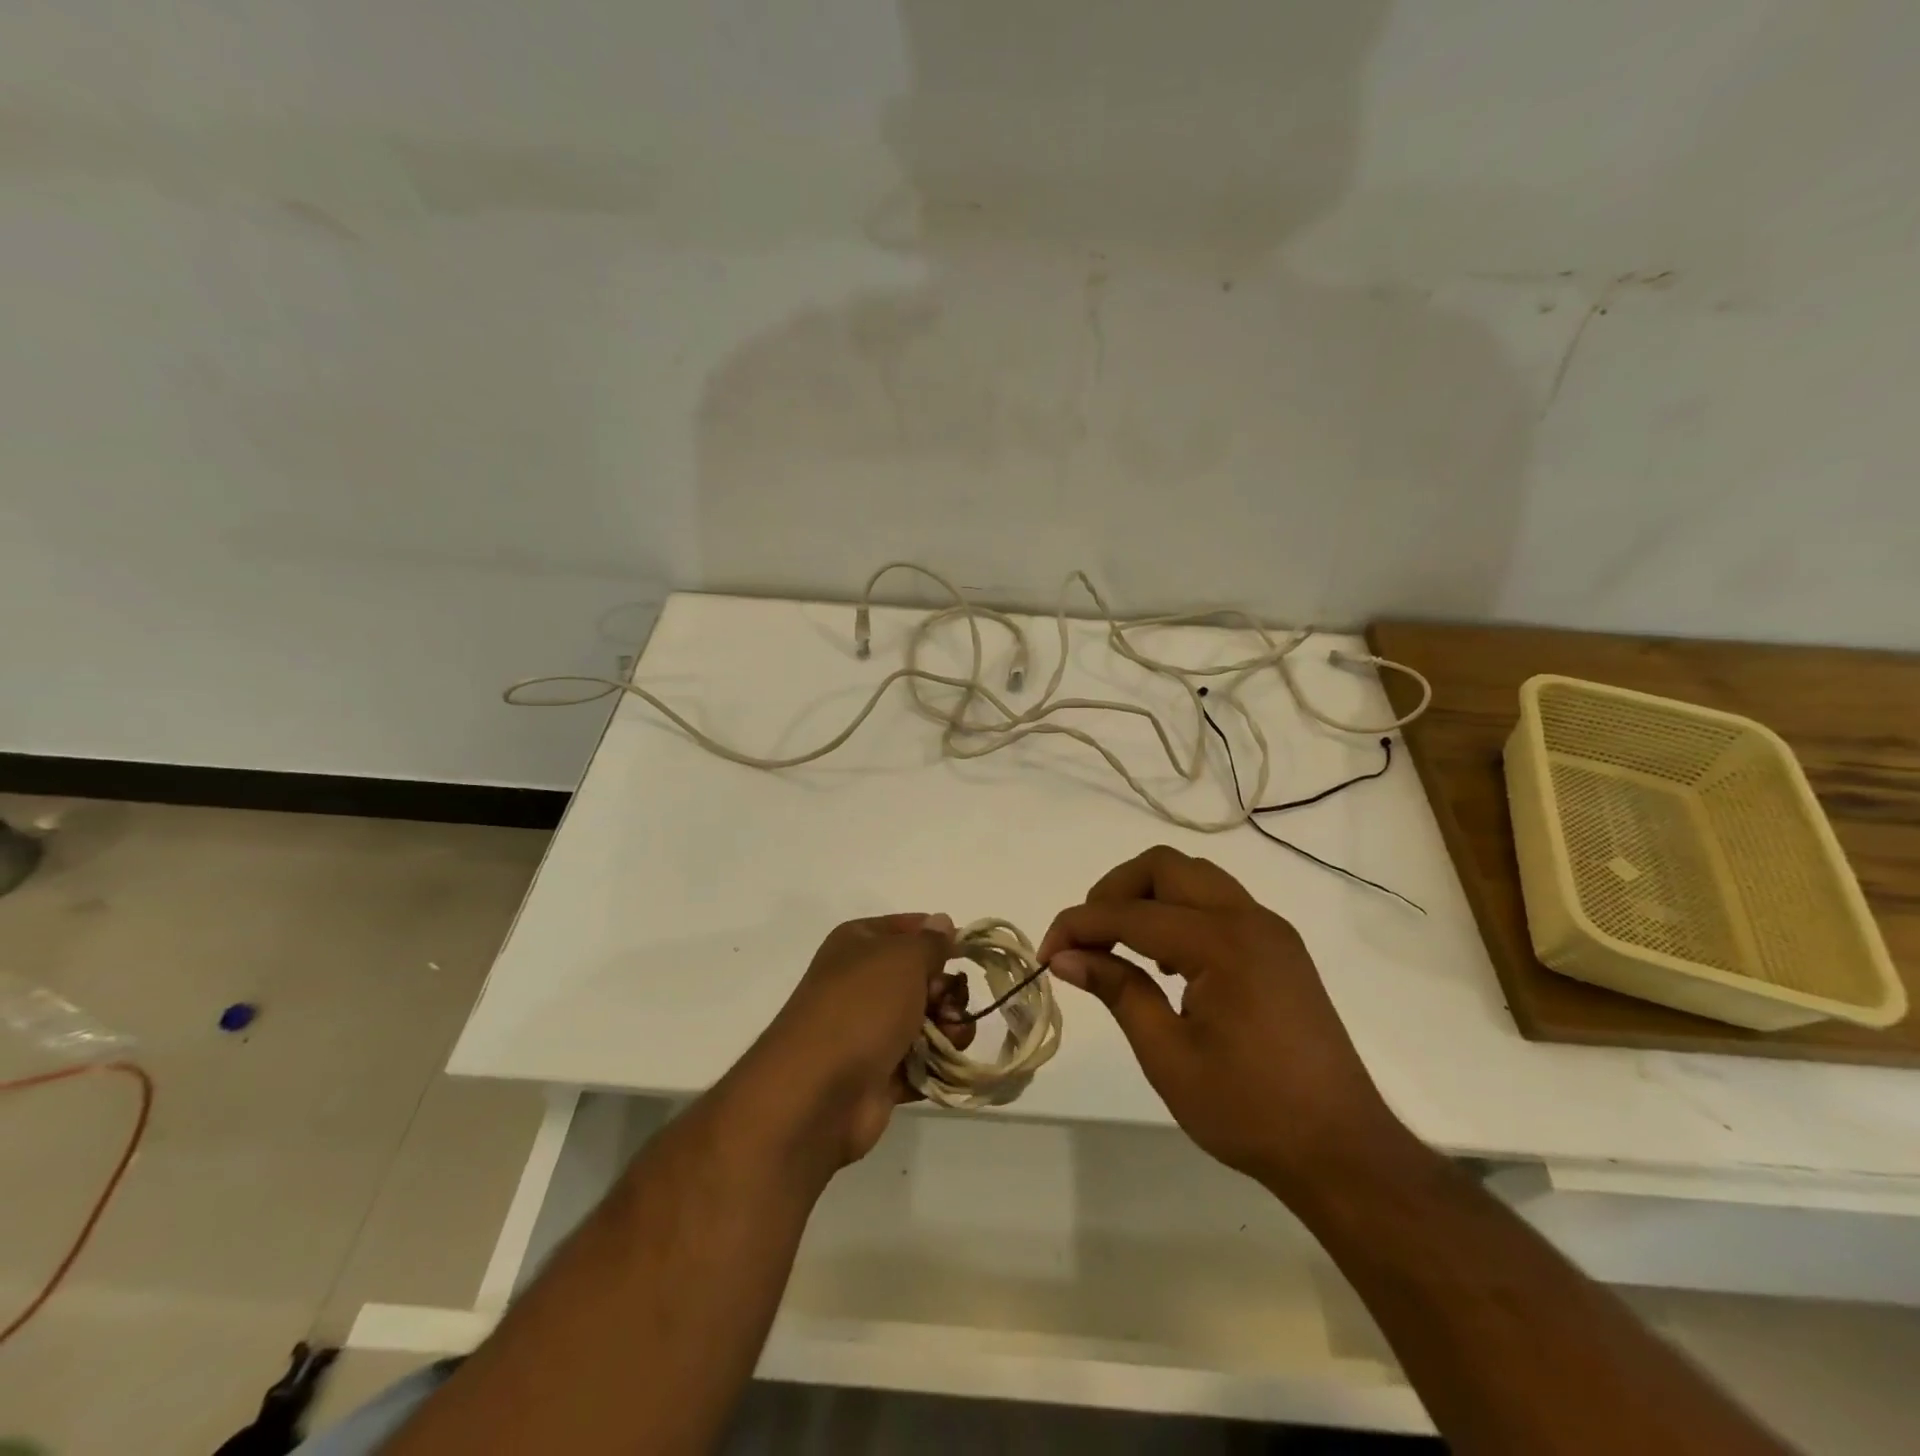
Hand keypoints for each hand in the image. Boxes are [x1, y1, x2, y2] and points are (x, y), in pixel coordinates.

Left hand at [734, 913, 973, 1166]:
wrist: (818, 1091)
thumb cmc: (862, 1007)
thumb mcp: (903, 958)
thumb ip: (930, 941)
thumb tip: (942, 921)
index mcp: (859, 943)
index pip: (909, 927)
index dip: (938, 938)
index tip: (963, 953)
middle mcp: (862, 981)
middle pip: (923, 976)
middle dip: (946, 990)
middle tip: (947, 1003)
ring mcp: (869, 1029)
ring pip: (927, 1019)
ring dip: (948, 1027)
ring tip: (950, 1038)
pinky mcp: (879, 1072)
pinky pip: (921, 1060)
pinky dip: (936, 1062)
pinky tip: (943, 1065)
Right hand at [1040, 846, 1403, 1188]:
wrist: (1343, 1151)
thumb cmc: (1249, 1111)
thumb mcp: (1168, 1055)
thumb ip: (1117, 990)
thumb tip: (1065, 956)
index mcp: (1221, 943)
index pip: (1130, 913)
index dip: (1079, 925)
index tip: (1047, 953)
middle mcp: (1249, 918)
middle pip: (1164, 866)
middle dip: (1114, 890)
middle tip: (1087, 936)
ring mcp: (1270, 930)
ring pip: (1194, 877)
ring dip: (1148, 896)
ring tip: (1122, 946)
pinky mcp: (1280, 947)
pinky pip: (1219, 902)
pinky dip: (1180, 911)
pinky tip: (1168, 961)